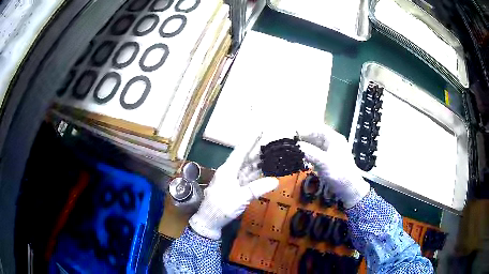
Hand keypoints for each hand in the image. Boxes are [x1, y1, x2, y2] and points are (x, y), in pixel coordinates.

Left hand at [189, 132, 278, 239]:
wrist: (209, 221)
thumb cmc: (221, 207)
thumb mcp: (240, 198)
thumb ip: (257, 189)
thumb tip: (275, 181)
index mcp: (228, 170)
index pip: (241, 151)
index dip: (251, 140)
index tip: (259, 130)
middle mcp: (230, 172)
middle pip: (246, 158)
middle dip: (258, 150)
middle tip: (271, 142)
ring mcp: (233, 181)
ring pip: (248, 168)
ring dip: (258, 162)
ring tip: (271, 154)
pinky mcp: (235, 189)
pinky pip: (248, 178)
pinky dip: (257, 175)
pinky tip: (265, 171)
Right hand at [297, 123, 370, 208]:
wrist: (350, 190)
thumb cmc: (340, 174)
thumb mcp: (324, 162)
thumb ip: (309, 152)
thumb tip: (295, 145)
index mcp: (334, 138)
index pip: (317, 129)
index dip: (304, 130)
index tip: (292, 135)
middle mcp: (332, 143)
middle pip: (315, 137)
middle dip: (302, 140)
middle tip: (289, 144)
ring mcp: (330, 153)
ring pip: (314, 146)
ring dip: (304, 148)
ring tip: (292, 151)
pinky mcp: (327, 162)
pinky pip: (315, 155)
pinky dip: (307, 156)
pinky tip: (300, 159)